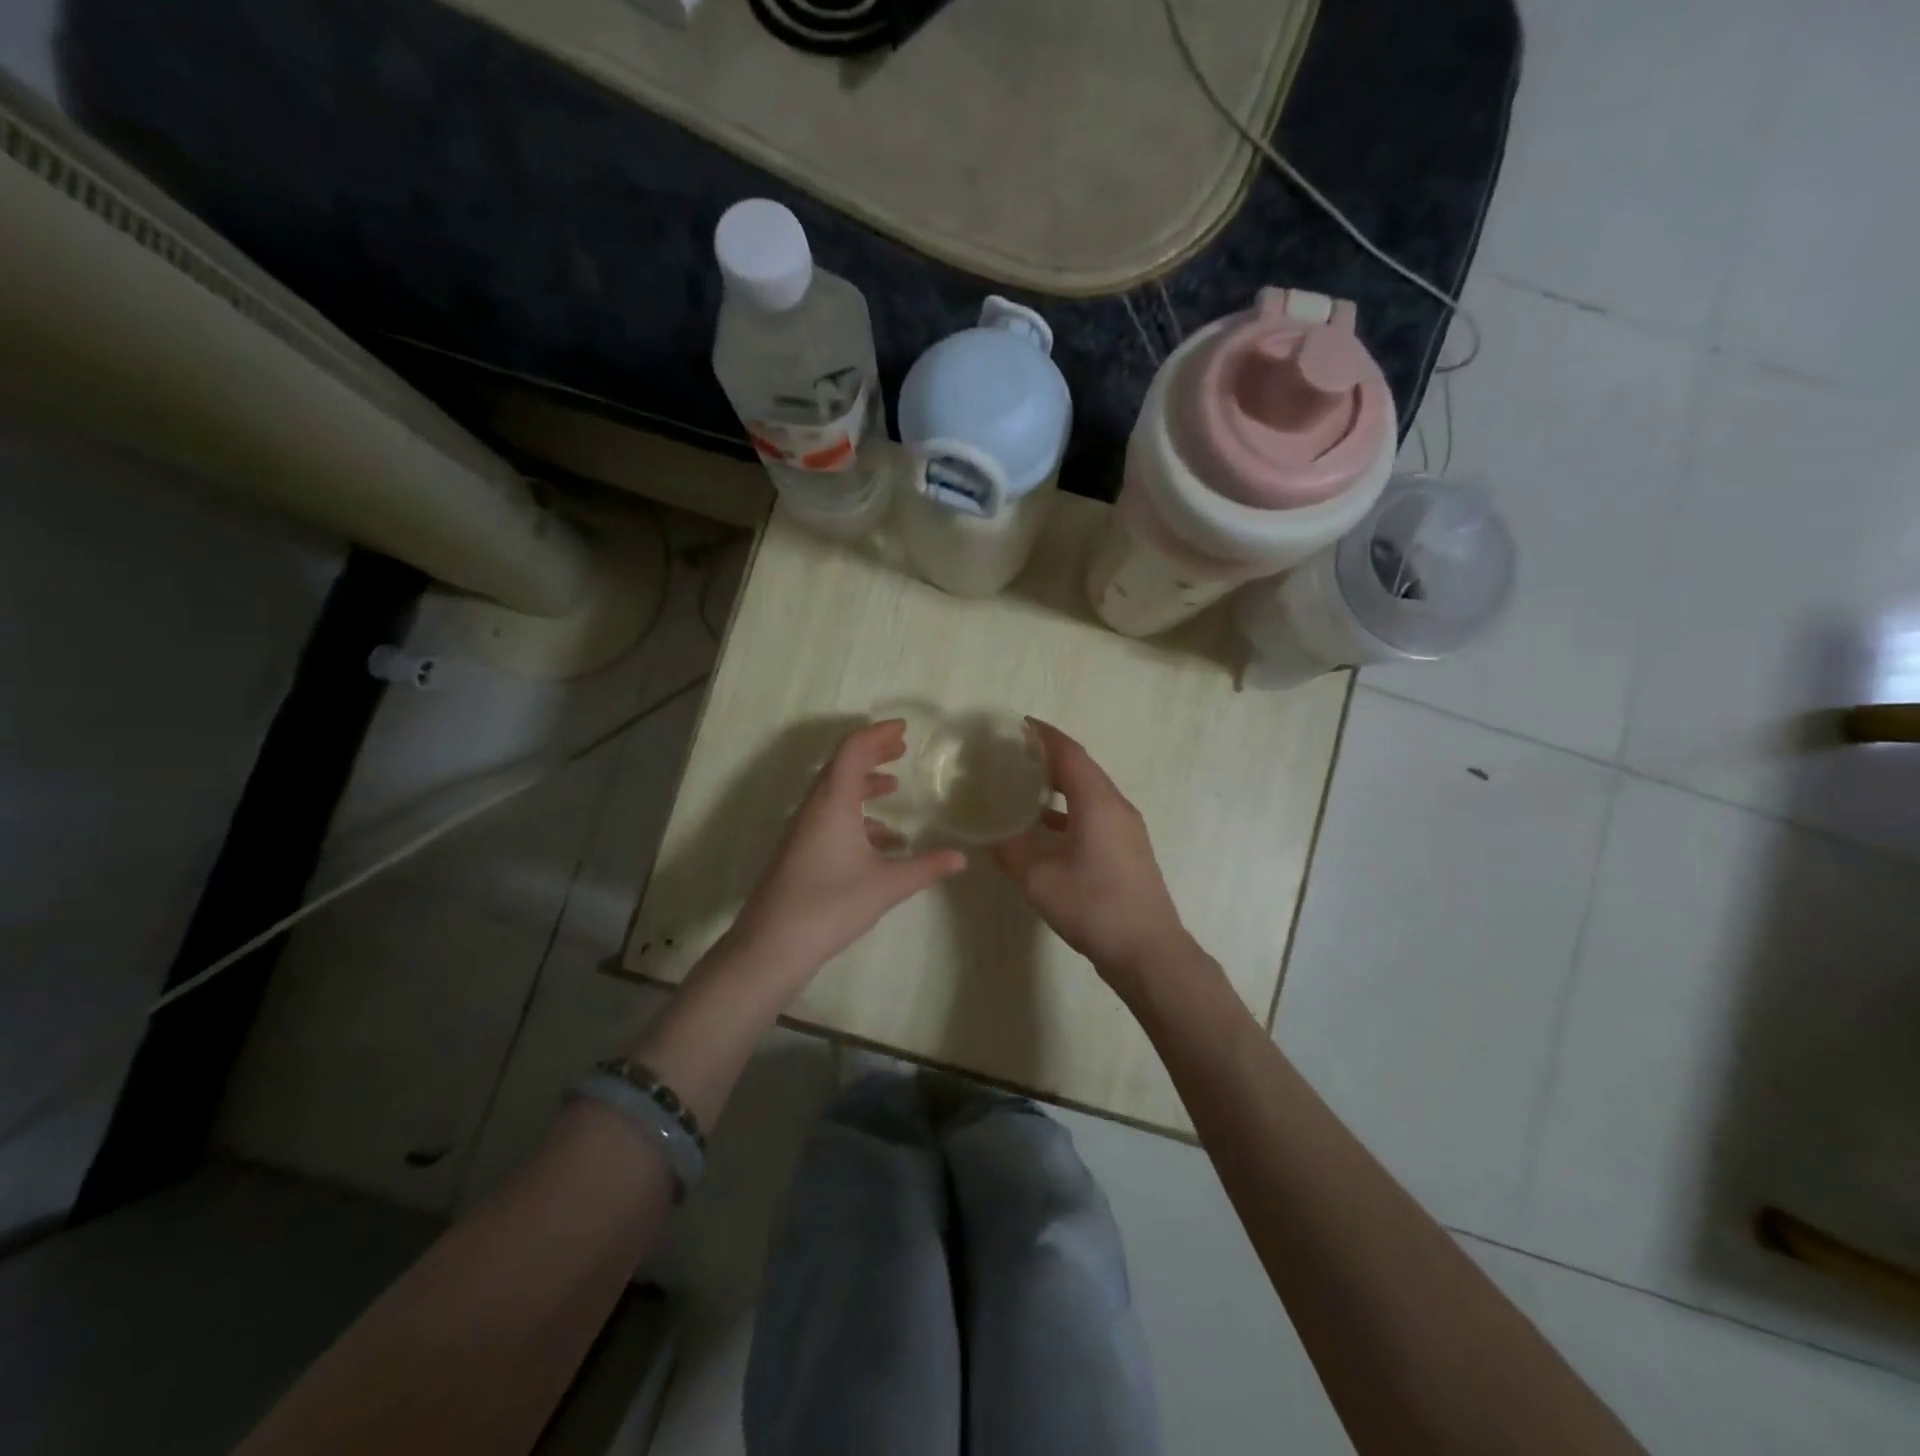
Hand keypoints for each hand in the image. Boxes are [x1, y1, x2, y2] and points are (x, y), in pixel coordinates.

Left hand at [731, 720, 966, 987]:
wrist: (771, 945)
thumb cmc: (831, 904)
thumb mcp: (887, 885)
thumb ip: (926, 868)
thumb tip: (962, 858)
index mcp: (833, 801)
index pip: (853, 750)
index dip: (878, 734)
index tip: (904, 728)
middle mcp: (814, 807)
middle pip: (842, 765)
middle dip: (872, 753)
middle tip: (901, 748)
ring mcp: (802, 829)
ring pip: (834, 792)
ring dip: (863, 784)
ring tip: (893, 787)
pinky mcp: (798, 850)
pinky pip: (829, 816)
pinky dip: (855, 814)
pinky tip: (880, 840)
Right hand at [990, 719, 1193, 995]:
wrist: (1148, 951)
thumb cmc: (1092, 906)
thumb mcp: (1038, 878)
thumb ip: (1009, 850)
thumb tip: (986, 832)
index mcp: (1097, 802)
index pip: (1068, 752)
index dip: (1042, 734)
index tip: (1017, 723)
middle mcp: (1116, 806)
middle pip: (1081, 767)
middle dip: (1048, 756)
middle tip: (1012, 753)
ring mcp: (1126, 828)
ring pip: (1089, 791)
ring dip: (1059, 783)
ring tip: (1023, 783)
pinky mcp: (1128, 848)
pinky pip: (1095, 812)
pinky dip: (1068, 809)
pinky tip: (1044, 826)